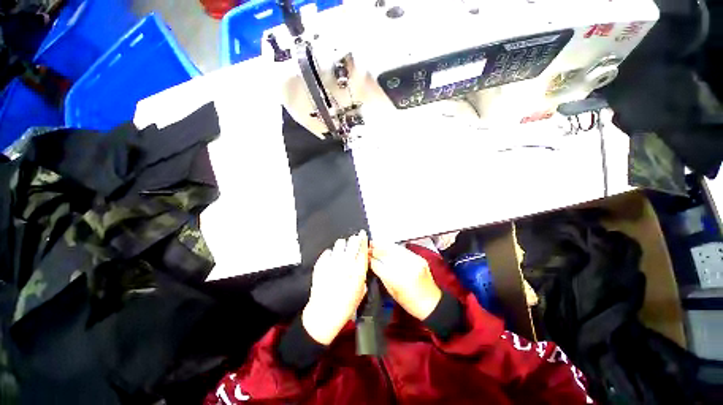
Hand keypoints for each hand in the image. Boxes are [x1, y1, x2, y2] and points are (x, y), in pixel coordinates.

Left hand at [302, 231, 368, 344]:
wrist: (323, 315)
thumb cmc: (345, 307)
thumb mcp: (360, 292)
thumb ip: (362, 276)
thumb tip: (360, 264)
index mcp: (357, 271)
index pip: (362, 249)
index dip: (363, 239)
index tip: (362, 233)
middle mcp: (346, 264)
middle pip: (351, 243)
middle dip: (353, 240)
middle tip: (353, 241)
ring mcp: (332, 263)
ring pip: (339, 244)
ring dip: (342, 245)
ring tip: (342, 250)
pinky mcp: (321, 265)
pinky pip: (327, 252)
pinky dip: (330, 254)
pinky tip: (331, 259)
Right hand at [370, 243, 441, 320]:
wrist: (432, 303)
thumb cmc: (410, 303)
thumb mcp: (392, 291)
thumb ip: (381, 275)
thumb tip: (371, 262)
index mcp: (398, 280)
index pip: (380, 265)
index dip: (370, 259)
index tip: (364, 255)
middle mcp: (407, 268)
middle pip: (387, 253)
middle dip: (375, 249)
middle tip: (367, 246)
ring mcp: (414, 261)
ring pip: (395, 248)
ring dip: (383, 245)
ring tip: (374, 243)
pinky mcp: (419, 257)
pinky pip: (403, 249)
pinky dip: (393, 247)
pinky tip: (386, 246)